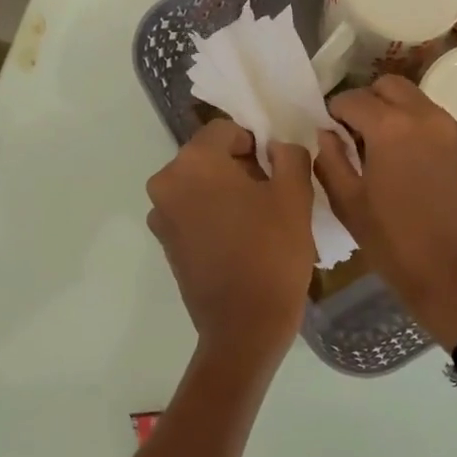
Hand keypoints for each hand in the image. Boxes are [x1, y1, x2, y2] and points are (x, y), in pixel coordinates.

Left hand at [146, 119, 315, 360]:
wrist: (244, 326)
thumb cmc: (272, 254)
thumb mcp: (295, 196)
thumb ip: (289, 156)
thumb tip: (277, 148)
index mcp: (193, 163)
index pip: (227, 130)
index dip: (257, 145)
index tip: (278, 173)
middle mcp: (166, 183)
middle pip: (209, 158)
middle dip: (241, 169)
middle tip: (273, 197)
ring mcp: (161, 216)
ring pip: (201, 187)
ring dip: (227, 194)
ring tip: (258, 223)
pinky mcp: (166, 244)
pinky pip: (193, 214)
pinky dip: (214, 217)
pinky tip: (240, 242)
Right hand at [314, 76, 456, 349]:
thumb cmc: (394, 245)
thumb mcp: (349, 205)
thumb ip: (330, 161)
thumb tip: (326, 134)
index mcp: (391, 127)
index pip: (353, 98)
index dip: (336, 111)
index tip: (331, 129)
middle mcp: (429, 117)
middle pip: (393, 87)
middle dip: (372, 102)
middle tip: (360, 134)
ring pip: (424, 107)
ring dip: (403, 119)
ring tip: (395, 157)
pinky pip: (449, 132)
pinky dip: (431, 141)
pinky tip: (426, 175)